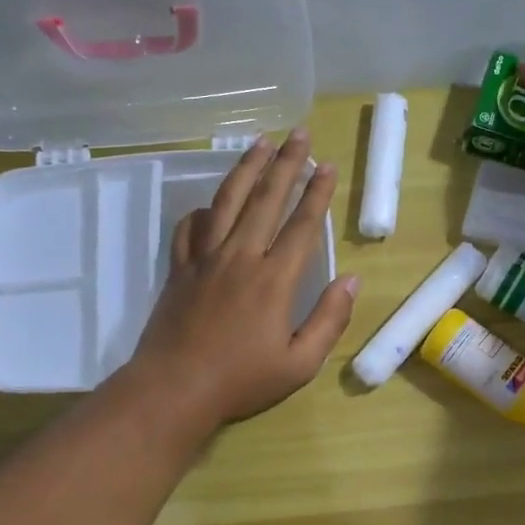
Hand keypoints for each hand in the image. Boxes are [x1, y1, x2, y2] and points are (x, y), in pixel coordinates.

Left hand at [126, 131, 360, 428]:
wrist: (173, 390)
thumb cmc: (241, 381)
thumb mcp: (300, 364)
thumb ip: (329, 320)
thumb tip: (351, 280)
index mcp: (274, 280)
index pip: (301, 225)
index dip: (317, 193)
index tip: (327, 165)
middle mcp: (240, 258)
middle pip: (266, 200)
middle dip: (285, 164)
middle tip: (298, 134)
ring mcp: (205, 260)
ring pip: (227, 202)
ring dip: (245, 169)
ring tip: (259, 143)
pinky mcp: (179, 269)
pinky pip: (189, 229)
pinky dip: (201, 211)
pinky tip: (209, 203)